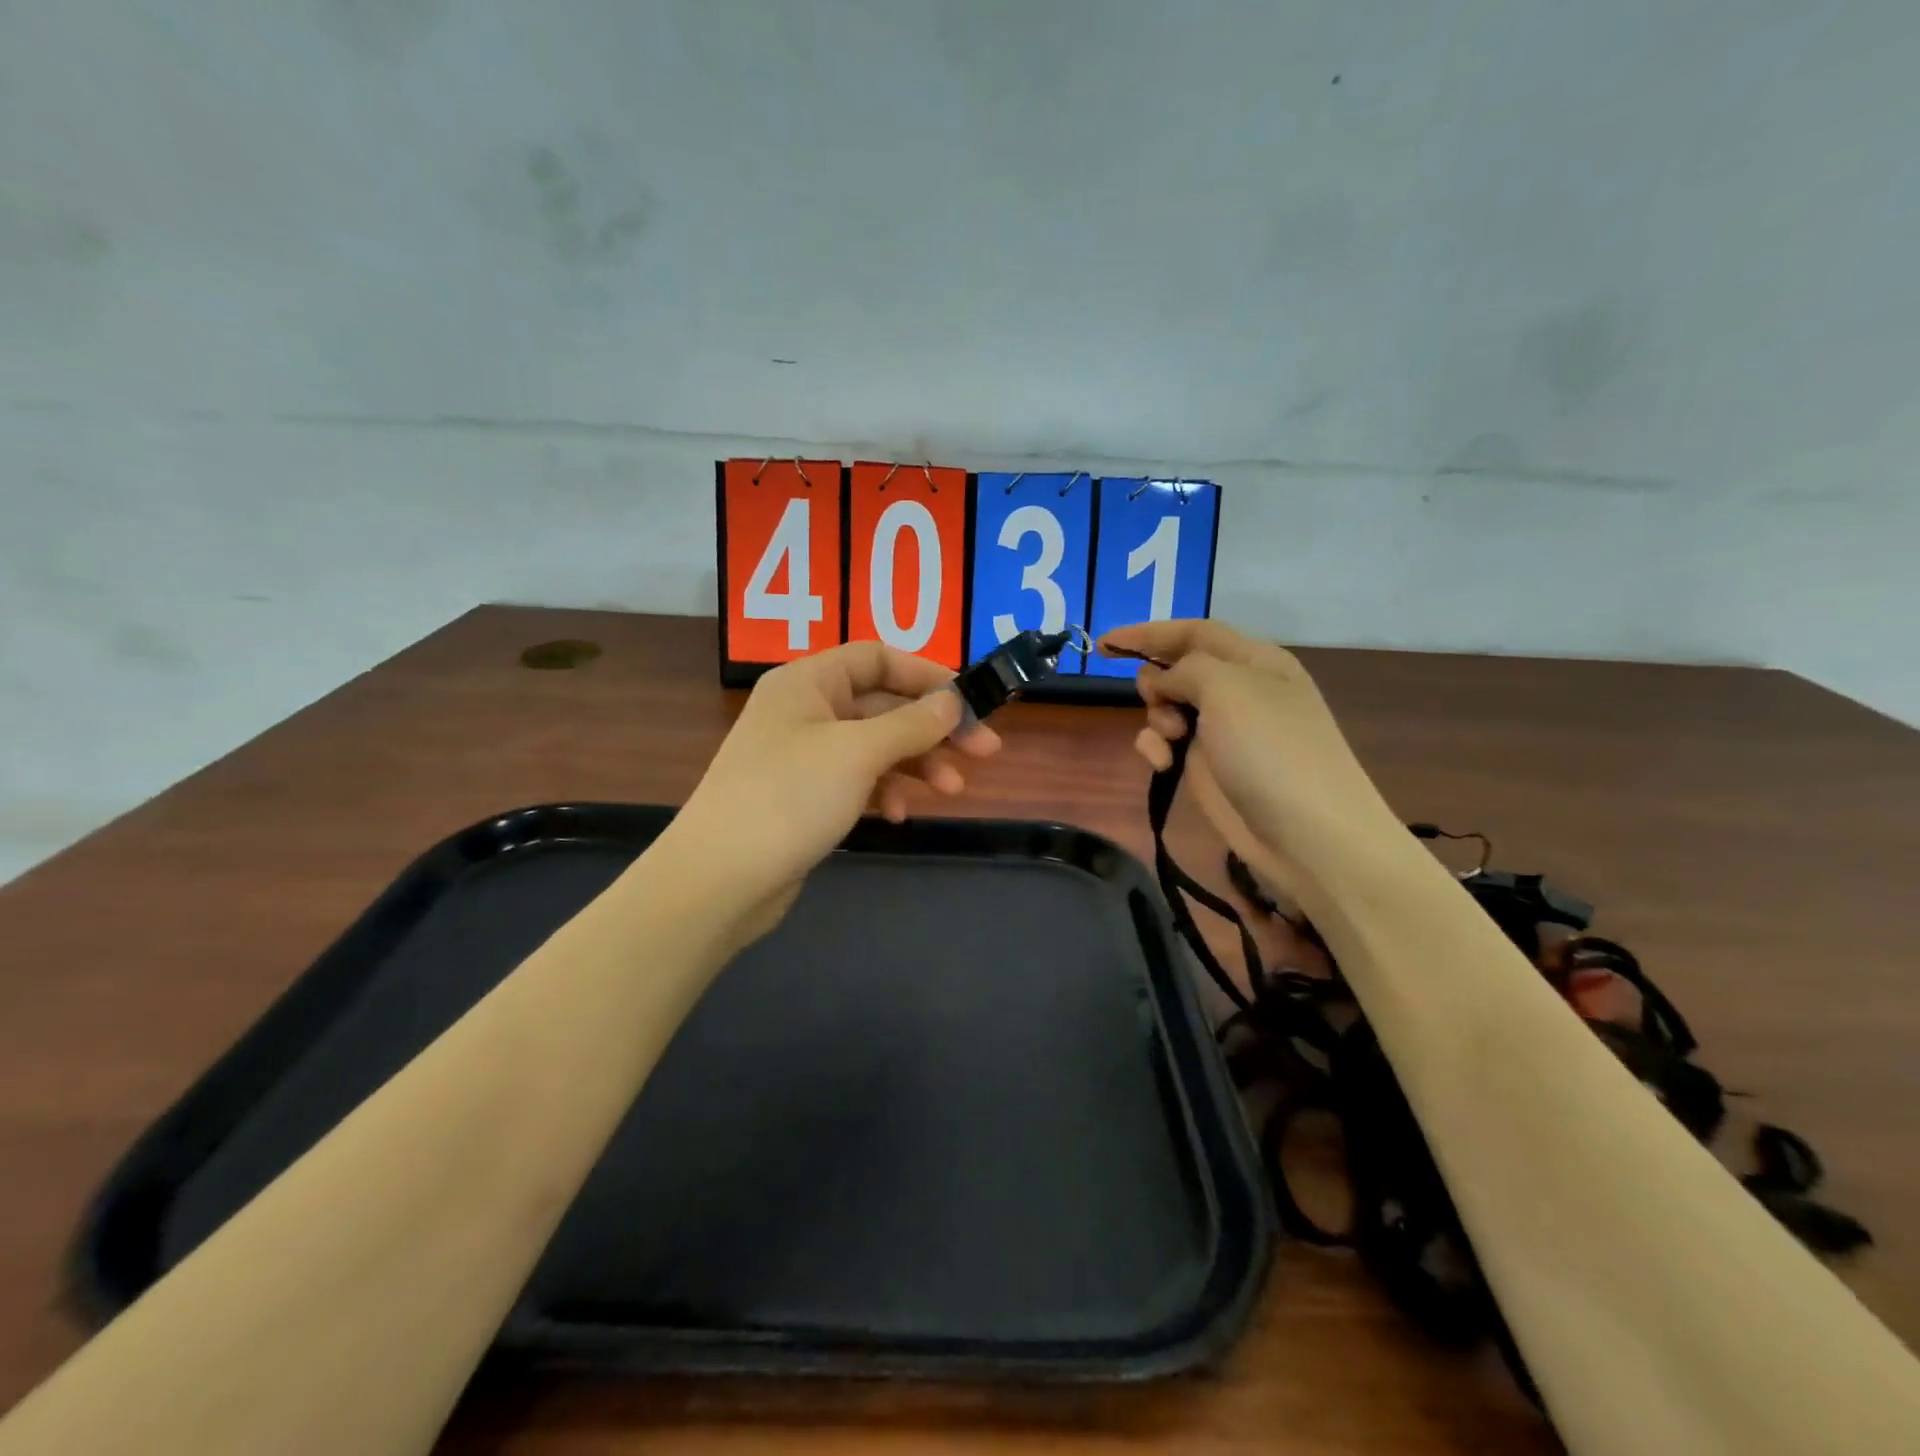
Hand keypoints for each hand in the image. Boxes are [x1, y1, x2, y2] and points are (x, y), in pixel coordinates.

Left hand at [665, 642, 1000, 941]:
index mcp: (808, 682)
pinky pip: (858, 780)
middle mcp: (805, 710)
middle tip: (985, 752)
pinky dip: (885, 792)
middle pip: (883, 704)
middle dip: (934, 728)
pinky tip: (899, 816)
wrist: (719, 879)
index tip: (971, 702)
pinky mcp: (806, 796)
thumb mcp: (858, 753)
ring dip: (917, 763)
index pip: (878, 657)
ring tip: (952, 791)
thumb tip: (954, 700)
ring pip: (876, 746)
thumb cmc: (789, 797)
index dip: (927, 674)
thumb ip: (911, 723)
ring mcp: (804, 755)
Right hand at [1098, 620, 1397, 881]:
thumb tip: (1164, 681)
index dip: (1148, 632)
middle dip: (1156, 682)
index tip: (1103, 644)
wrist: (1306, 834)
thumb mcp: (1228, 688)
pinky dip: (1158, 749)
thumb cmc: (1270, 749)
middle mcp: (1238, 690)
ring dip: (1157, 718)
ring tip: (1171, 740)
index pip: (1194, 631)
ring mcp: (1223, 731)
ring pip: (1167, 707)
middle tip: (1158, 702)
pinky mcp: (1208, 767)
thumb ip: (1185, 668)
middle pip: (1176, 669)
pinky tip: (1162, 765)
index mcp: (1254, 660)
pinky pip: (1169, 744)